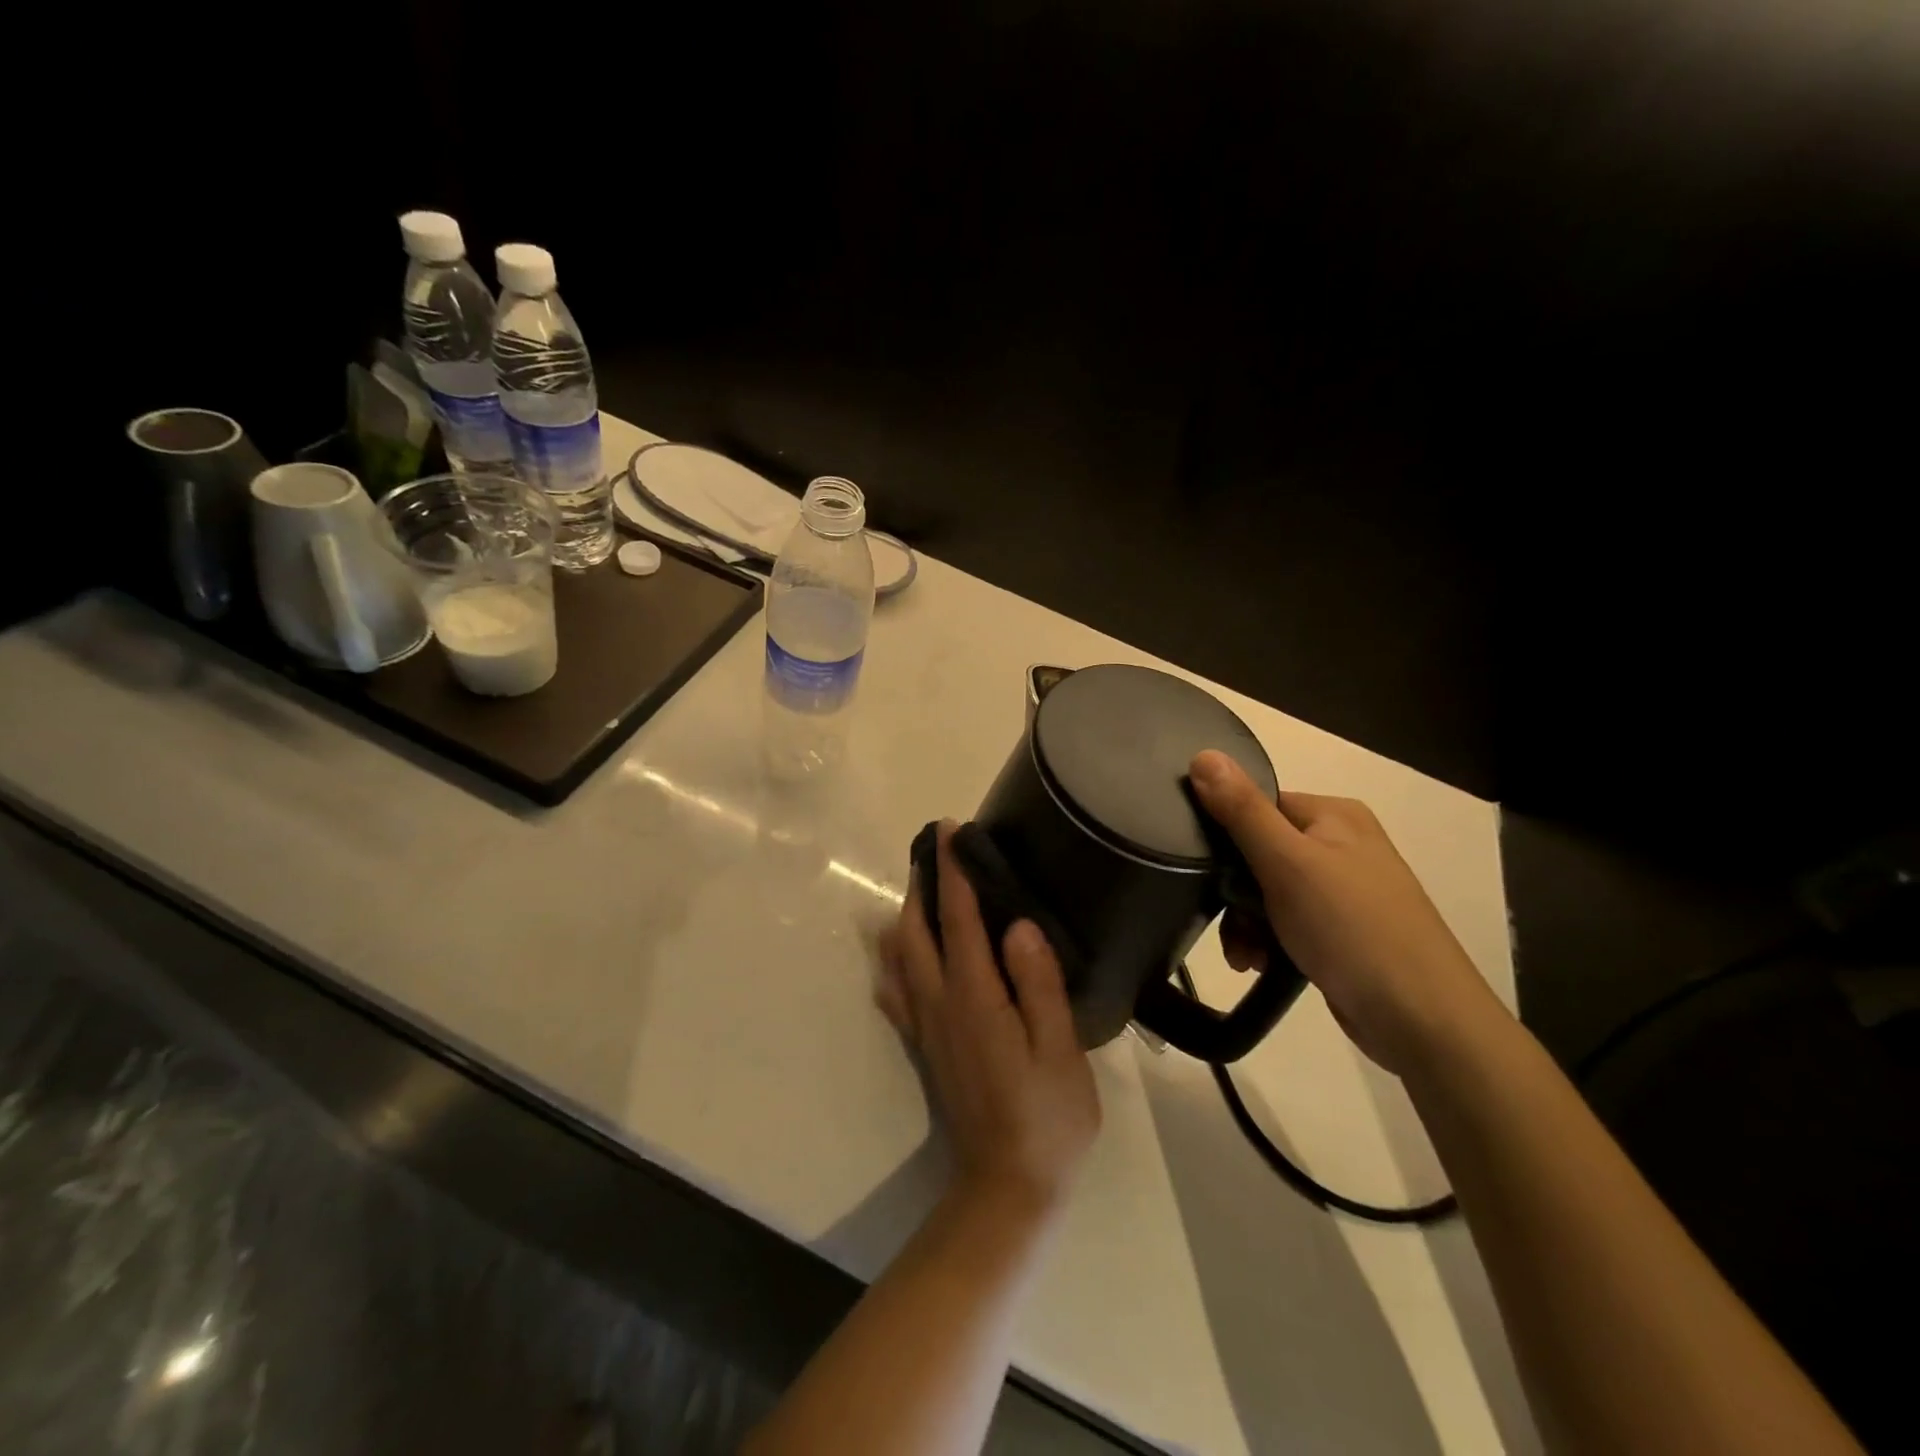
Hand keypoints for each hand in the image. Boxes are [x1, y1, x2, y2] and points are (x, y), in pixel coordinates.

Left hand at [877, 823, 1101, 1212]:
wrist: (1007, 1186)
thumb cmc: (1046, 1117)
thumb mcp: (1059, 1050)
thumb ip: (1038, 984)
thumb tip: (1017, 925)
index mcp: (975, 996)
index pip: (957, 918)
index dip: (952, 872)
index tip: (948, 830)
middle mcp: (940, 1002)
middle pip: (917, 929)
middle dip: (922, 883)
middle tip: (933, 849)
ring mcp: (926, 1025)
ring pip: (901, 956)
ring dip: (907, 914)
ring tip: (921, 888)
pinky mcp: (925, 1046)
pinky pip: (898, 991)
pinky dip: (894, 960)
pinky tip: (899, 952)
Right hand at [1188, 750, 1505, 1074]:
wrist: (1422, 1020)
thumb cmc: (1351, 928)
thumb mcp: (1287, 863)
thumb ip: (1242, 810)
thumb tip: (1202, 754)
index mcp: (1334, 816)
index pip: (1258, 805)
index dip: (1225, 836)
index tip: (1204, 871)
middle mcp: (1341, 845)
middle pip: (1259, 853)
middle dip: (1235, 893)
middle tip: (1229, 926)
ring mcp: (1344, 890)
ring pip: (1268, 893)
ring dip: (1247, 923)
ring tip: (1245, 958)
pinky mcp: (1343, 931)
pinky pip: (1287, 922)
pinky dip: (1268, 941)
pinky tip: (1260, 965)